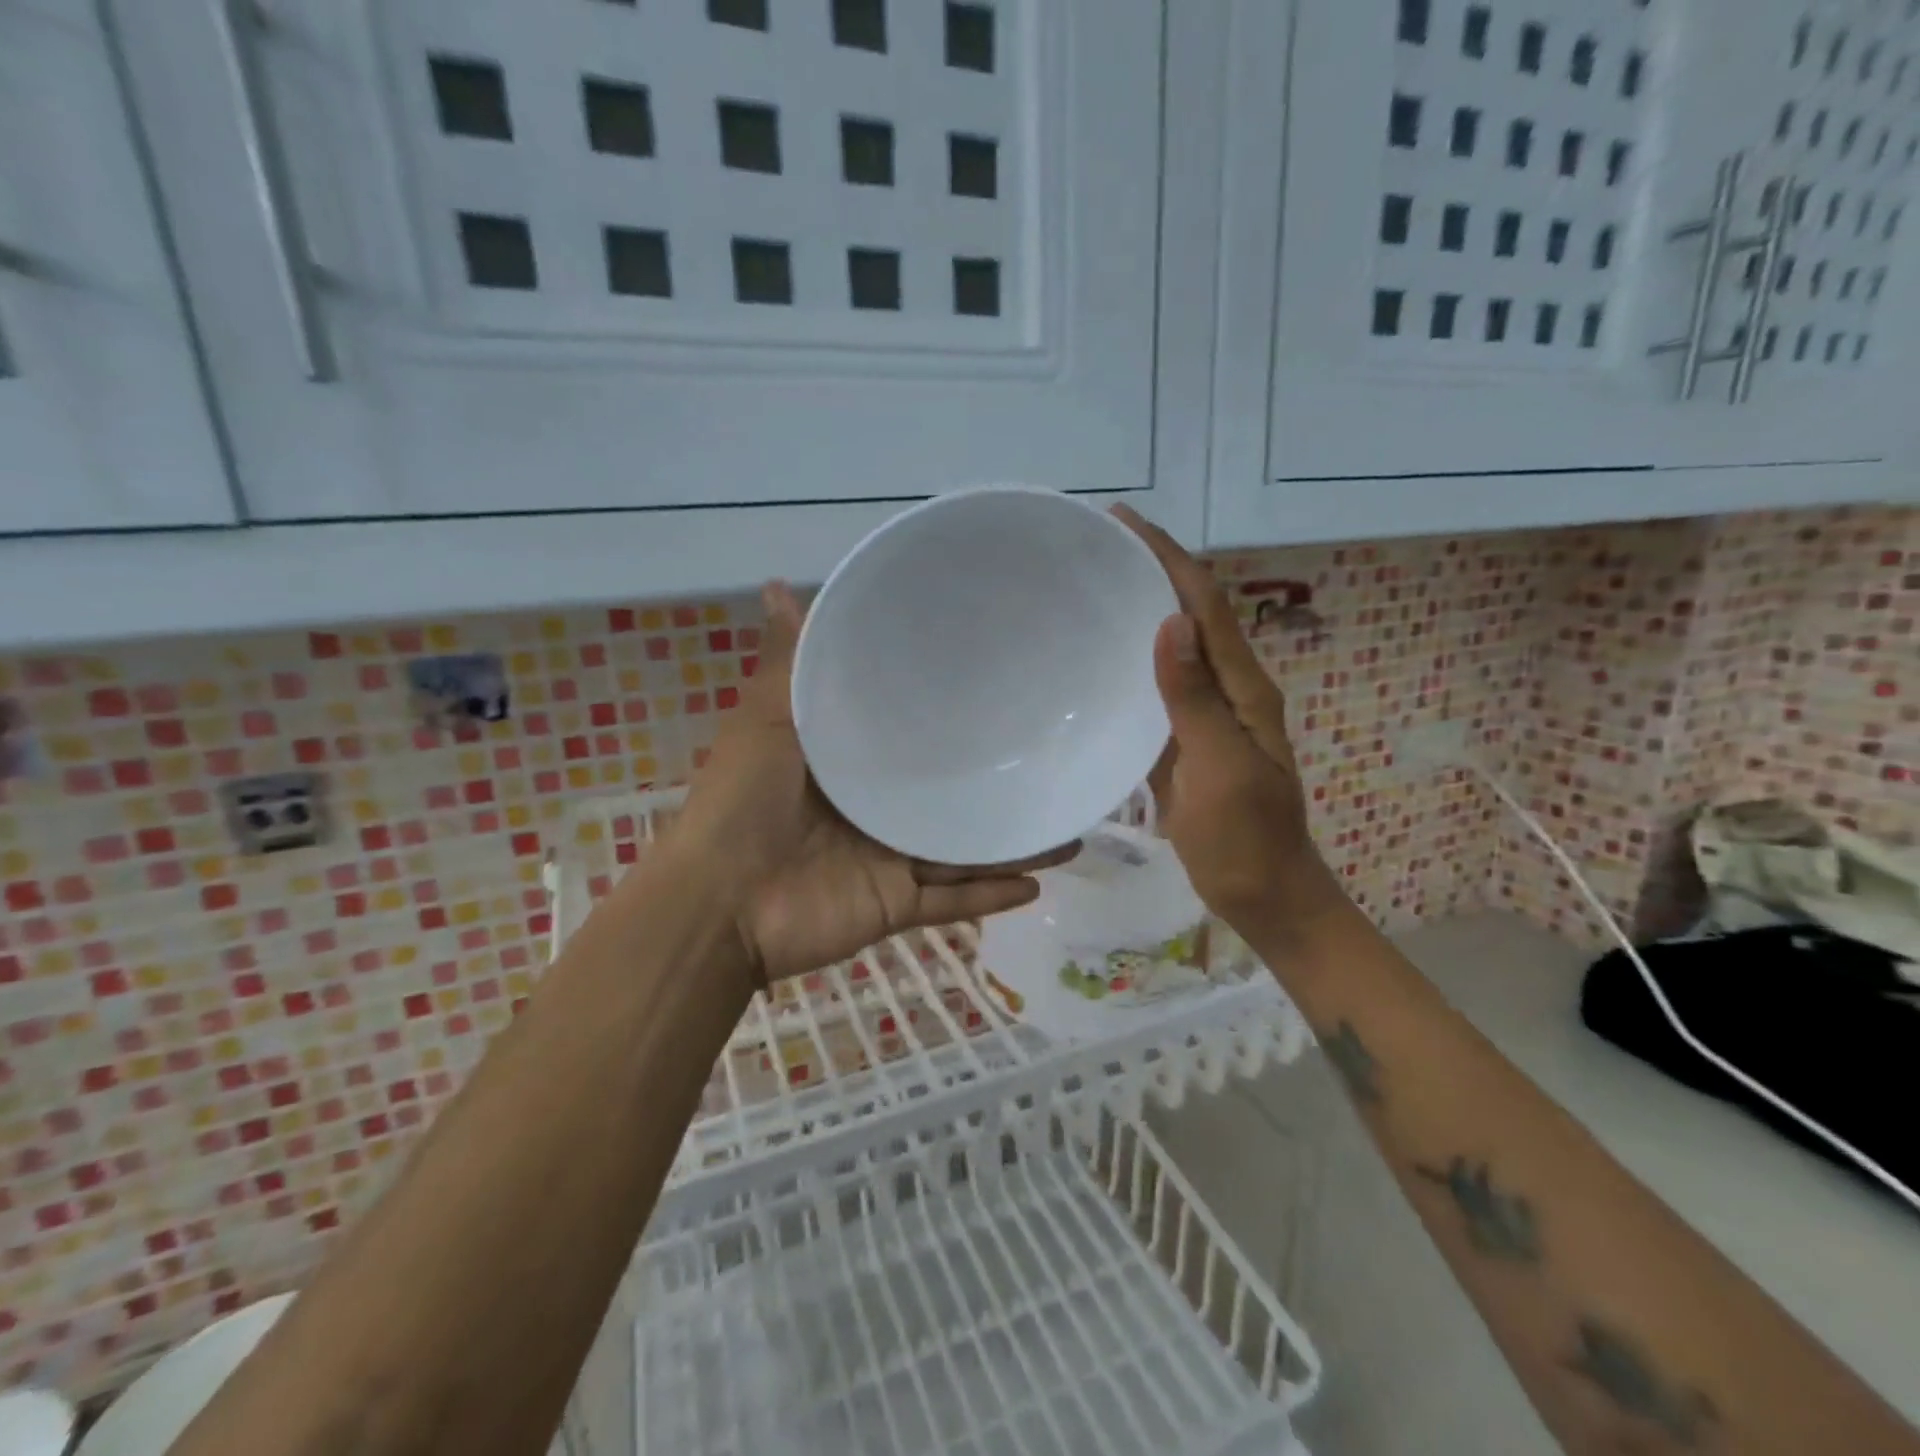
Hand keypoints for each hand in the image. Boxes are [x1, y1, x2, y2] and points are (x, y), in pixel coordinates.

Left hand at [676, 582, 1076, 987]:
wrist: (719, 903)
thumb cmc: (742, 802)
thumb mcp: (767, 720)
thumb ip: (789, 662)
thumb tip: (778, 583)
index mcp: (849, 764)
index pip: (907, 733)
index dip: (948, 713)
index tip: (998, 684)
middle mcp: (875, 810)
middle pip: (945, 794)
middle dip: (993, 781)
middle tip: (1051, 755)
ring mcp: (888, 860)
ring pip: (963, 848)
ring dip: (1011, 842)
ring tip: (1067, 825)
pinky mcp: (897, 905)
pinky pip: (954, 901)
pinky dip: (992, 896)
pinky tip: (1040, 885)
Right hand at [1113, 507, 1347, 938]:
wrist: (1263, 894)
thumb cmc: (1245, 838)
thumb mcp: (1223, 769)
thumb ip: (1195, 700)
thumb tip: (1169, 623)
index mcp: (1242, 687)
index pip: (1205, 604)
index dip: (1168, 557)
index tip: (1122, 520)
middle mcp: (1224, 689)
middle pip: (1188, 614)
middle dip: (1150, 570)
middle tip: (1093, 547)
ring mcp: (1202, 715)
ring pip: (1169, 648)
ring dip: (1137, 610)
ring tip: (1087, 587)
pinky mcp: (1179, 740)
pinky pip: (1153, 689)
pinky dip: (1127, 662)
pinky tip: (1094, 660)